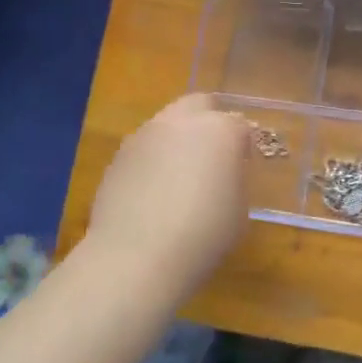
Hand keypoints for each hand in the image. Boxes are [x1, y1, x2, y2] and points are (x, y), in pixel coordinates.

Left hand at [85, 94, 251, 296]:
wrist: (136, 257)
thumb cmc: (203, 235)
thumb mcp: (239, 210)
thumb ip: (235, 180)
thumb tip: (224, 174)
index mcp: (220, 130)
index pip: (240, 125)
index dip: (244, 145)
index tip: (243, 167)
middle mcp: (181, 122)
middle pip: (199, 105)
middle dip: (209, 122)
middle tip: (213, 156)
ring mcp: (144, 136)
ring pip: (167, 124)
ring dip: (177, 140)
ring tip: (179, 177)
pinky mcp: (118, 157)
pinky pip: (144, 149)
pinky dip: (153, 160)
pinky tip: (153, 192)